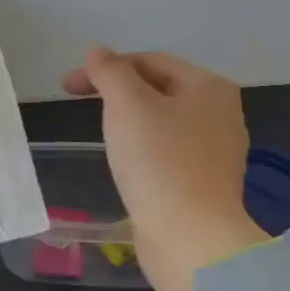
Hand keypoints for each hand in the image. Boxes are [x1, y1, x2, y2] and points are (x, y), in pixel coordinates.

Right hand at [61, 47, 266, 290]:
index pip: (150, 60)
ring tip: (102, 132)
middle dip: (117, 92)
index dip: (106, 67)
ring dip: (129, 120)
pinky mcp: (204, 184)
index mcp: (210, 87)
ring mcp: (216, 152)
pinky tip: (126, 164)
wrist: (190, 238)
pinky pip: (167, 153)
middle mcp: (221, 114)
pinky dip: (142, 149)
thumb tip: (97, 52)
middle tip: (78, 103)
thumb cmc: (159, 161)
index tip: (68, 85)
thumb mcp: (127, 104)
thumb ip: (110, 71)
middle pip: (158, 89)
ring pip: (162, 122)